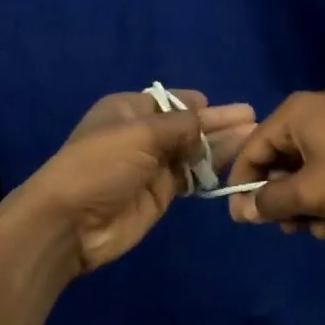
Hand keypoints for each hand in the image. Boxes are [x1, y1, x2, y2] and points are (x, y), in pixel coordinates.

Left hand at [9, 90, 255, 275]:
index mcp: (129, 110)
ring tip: (254, 138)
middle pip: (188, 125)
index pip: (172, 100)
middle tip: (254, 119)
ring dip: (222, 145)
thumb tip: (206, 119)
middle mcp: (143, 134)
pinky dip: (212, 171)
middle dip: (219, 122)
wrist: (70, 223)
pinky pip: (192, 177)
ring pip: (194, 151)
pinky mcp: (161, 193)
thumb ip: (181, 125)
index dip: (199, 104)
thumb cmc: (100, 165)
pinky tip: (236, 164)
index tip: (228, 108)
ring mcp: (153, 165)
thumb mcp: (140, 134)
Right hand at [225, 90, 324, 242]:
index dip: (244, 188)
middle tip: (297, 231)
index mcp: (294, 114)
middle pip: (280, 164)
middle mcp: (313, 112)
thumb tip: (243, 210)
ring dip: (313, 208)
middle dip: (288, 205)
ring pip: (308, 173)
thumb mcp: (311, 193)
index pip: (251, 151)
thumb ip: (270, 202)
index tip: (245, 222)